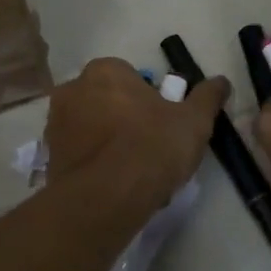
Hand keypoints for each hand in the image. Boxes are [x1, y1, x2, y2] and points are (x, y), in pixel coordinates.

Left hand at [44, 58, 228, 210]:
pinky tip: (114, 187)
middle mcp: (73, 89)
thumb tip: (222, 81)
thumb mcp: (194, 120)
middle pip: (106, 100)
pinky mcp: (48, 158)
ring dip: (107, 142)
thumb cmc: (152, 146)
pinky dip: (94, 165)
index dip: (149, 100)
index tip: (163, 123)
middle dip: (124, 118)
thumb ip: (207, 97)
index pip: (130, 77)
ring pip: (91, 128)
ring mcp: (55, 124)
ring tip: (134, 172)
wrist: (106, 199)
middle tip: (150, 147)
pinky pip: (79, 155)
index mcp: (105, 71)